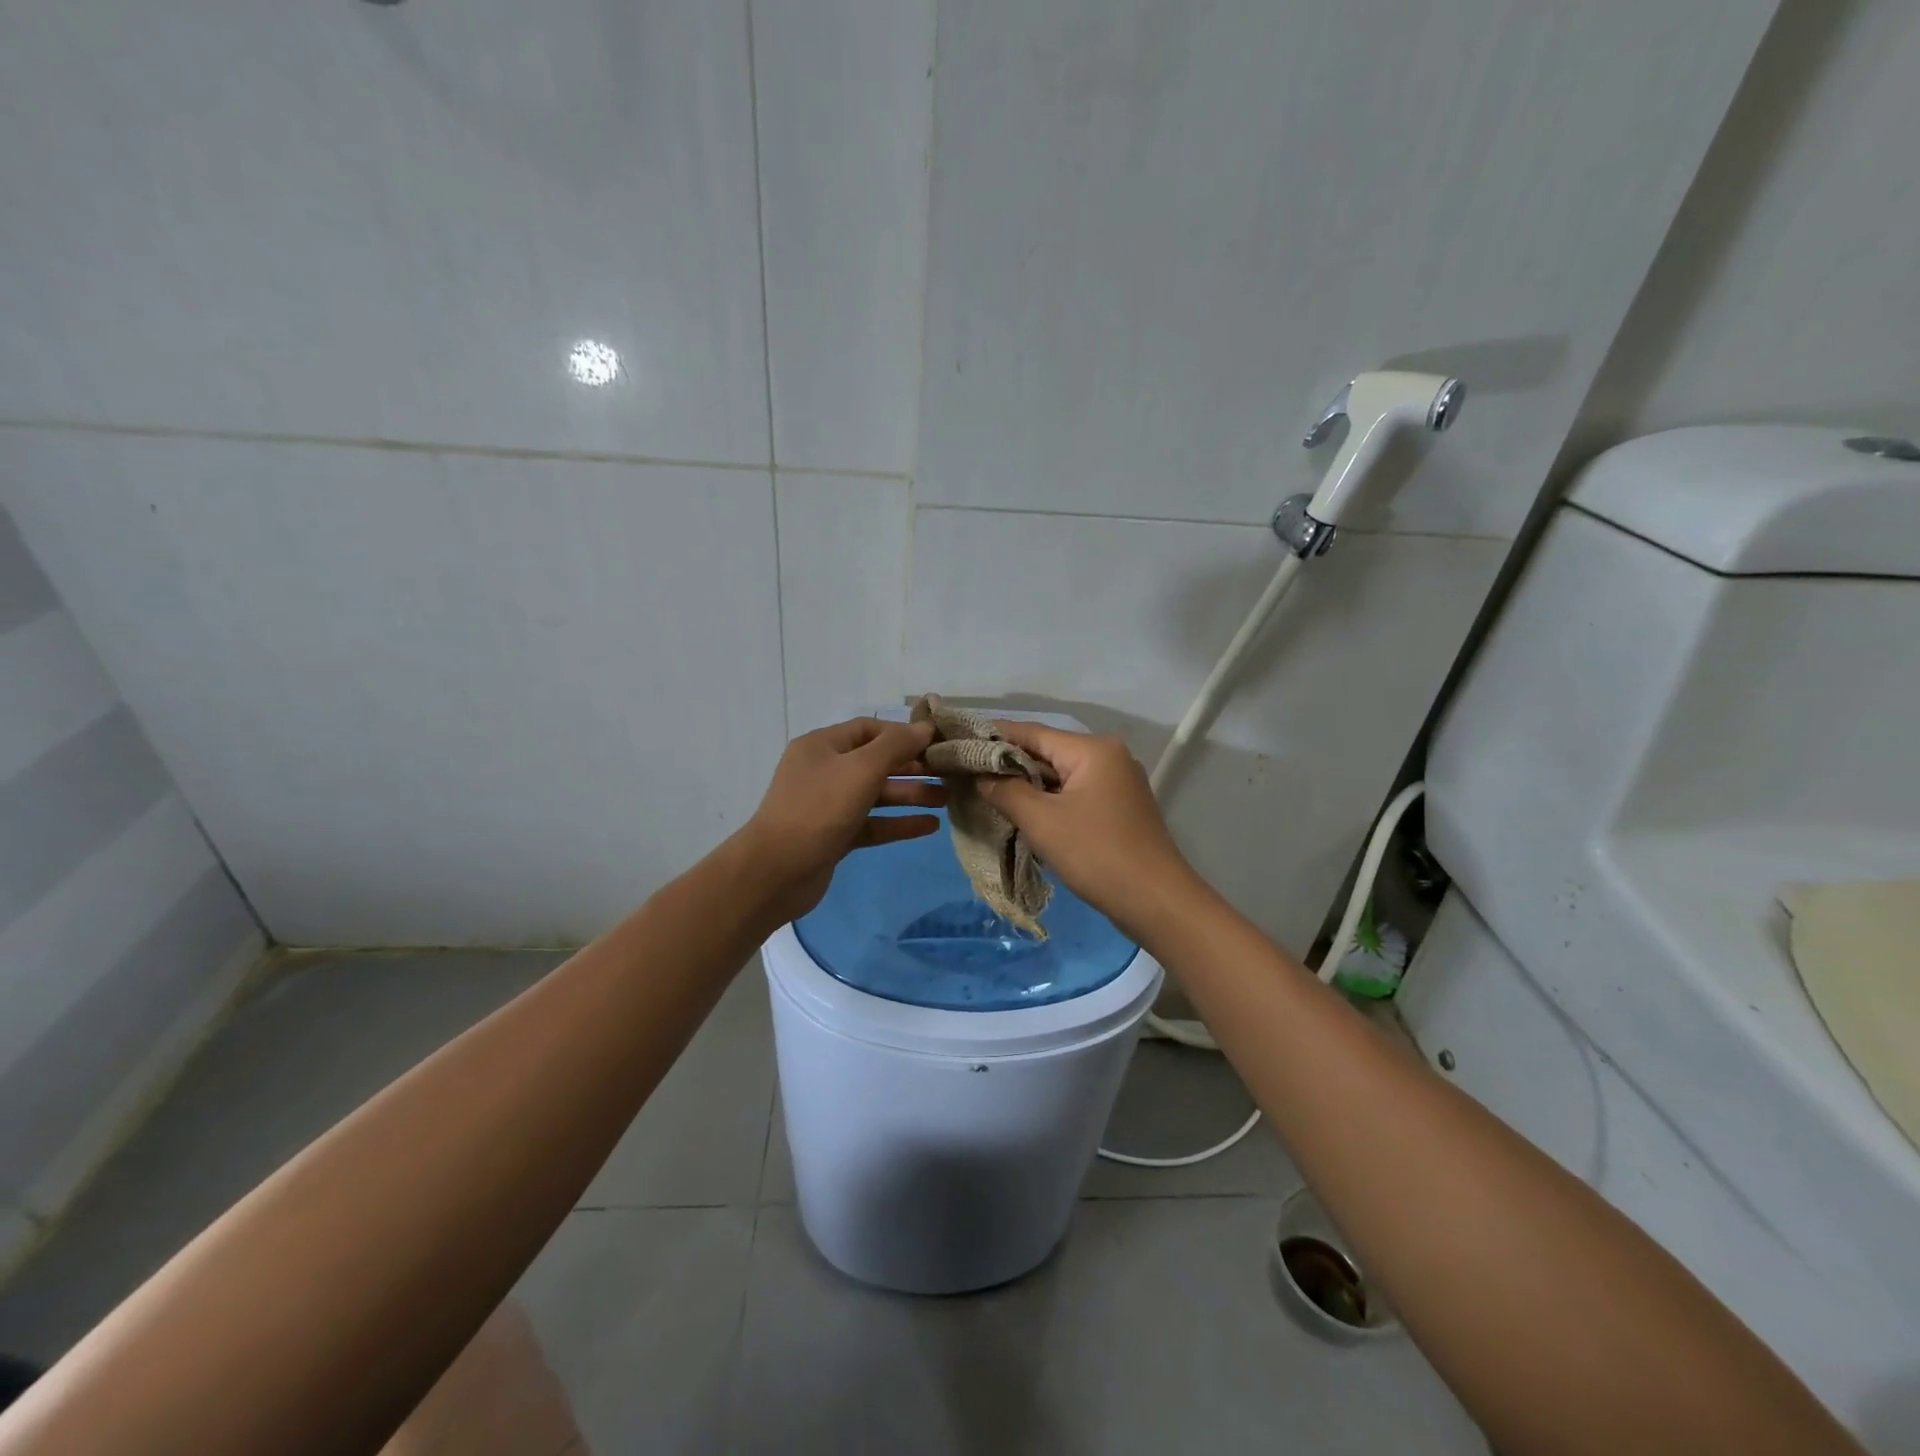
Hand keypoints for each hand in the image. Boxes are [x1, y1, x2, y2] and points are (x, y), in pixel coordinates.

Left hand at [737, 717, 946, 923]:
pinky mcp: (835, 836)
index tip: (937, 743)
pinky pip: (872, 823)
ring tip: (946, 800)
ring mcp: (828, 806)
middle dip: (912, 767)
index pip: (869, 729)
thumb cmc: (818, 810)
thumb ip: (895, 747)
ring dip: (910, 796)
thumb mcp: (860, 770)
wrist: (775, 872)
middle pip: (875, 762)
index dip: (903, 734)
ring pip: (876, 794)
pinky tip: (929, 827)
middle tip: (948, 774)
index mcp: (822, 746)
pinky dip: (898, 823)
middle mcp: (824, 771)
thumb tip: (925, 727)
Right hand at [977, 722, 1205, 940]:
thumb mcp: (1042, 822)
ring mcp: (1116, 783)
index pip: (1031, 732)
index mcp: (1092, 749)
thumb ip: (1005, 791)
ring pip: (1059, 776)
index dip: (992, 737)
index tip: (957, 744)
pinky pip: (1073, 794)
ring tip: (985, 794)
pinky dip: (1048, 801)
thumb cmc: (1097, 854)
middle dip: (1007, 765)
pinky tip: (1021, 814)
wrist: (1157, 901)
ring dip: (1026, 786)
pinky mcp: (1117, 808)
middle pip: (1046, 752)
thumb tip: (978, 775)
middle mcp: (1107, 756)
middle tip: (966, 774)